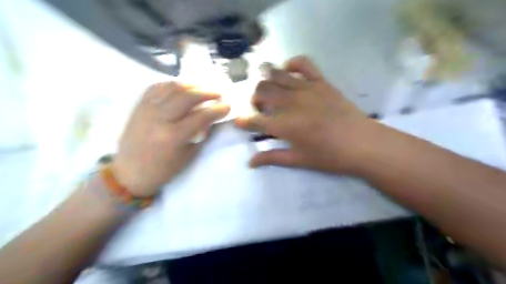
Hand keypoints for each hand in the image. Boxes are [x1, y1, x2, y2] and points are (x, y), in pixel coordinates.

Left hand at [113, 81, 230, 196]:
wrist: (129, 172)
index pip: (201, 116)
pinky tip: (182, 88)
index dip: (218, 109)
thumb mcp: (188, 155)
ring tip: (202, 89)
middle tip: (218, 94)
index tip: (228, 106)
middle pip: (187, 96)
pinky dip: (172, 84)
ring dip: (192, 85)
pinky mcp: (139, 106)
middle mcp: (159, 119)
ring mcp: (147, 109)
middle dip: (207, 92)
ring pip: (172, 87)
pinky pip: (156, 87)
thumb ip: (201, 134)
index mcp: (173, 136)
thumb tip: (212, 118)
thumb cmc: (162, 169)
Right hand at [235, 55, 376, 173]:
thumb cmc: (329, 156)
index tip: (239, 121)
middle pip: (262, 91)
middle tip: (261, 108)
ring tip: (268, 88)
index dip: (243, 121)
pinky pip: (303, 63)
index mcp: (285, 126)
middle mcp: (291, 103)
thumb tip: (250, 162)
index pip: (255, 120)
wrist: (362, 144)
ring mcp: (306, 89)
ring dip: (266, 79)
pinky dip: (291, 63)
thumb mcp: (298, 160)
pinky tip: (287, 70)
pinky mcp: (321, 82)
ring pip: (276, 75)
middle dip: (255, 98)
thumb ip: (272, 158)